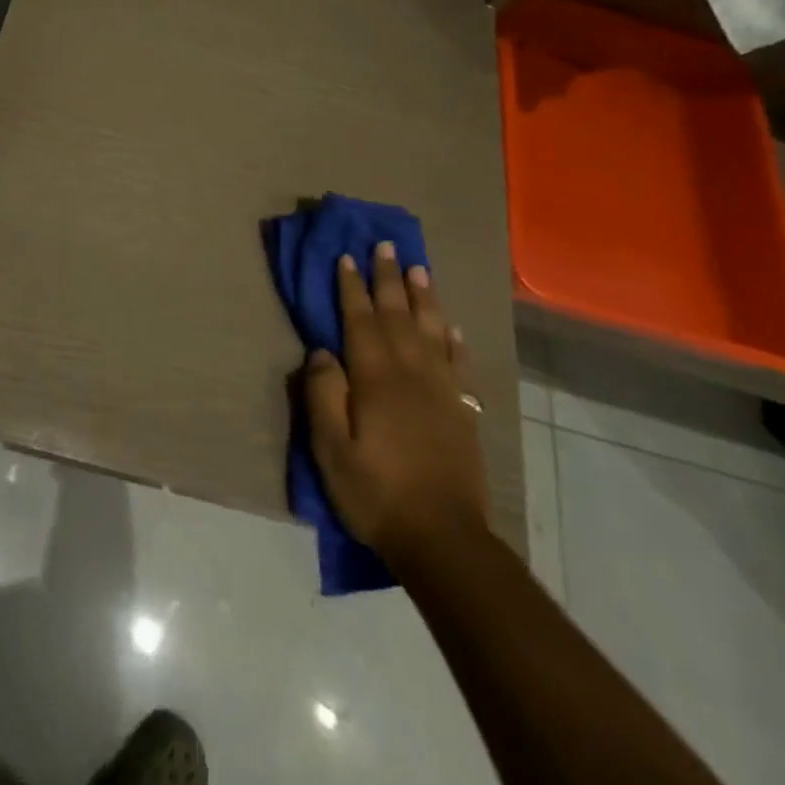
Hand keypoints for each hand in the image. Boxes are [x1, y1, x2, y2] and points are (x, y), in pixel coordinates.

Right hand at [303, 242, 489, 567]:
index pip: (361, 321)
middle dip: (389, 278)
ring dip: (424, 297)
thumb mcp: (330, 449)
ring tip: (419, 268)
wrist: (443, 539)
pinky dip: (454, 340)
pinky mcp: (462, 412)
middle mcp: (411, 374)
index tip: (347, 257)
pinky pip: (459, 364)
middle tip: (386, 245)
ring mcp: (442, 391)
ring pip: (432, 331)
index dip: (352, 288)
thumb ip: (324, 395)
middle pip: (398, 316)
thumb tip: (322, 352)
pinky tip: (451, 326)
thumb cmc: (376, 493)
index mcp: (376, 380)